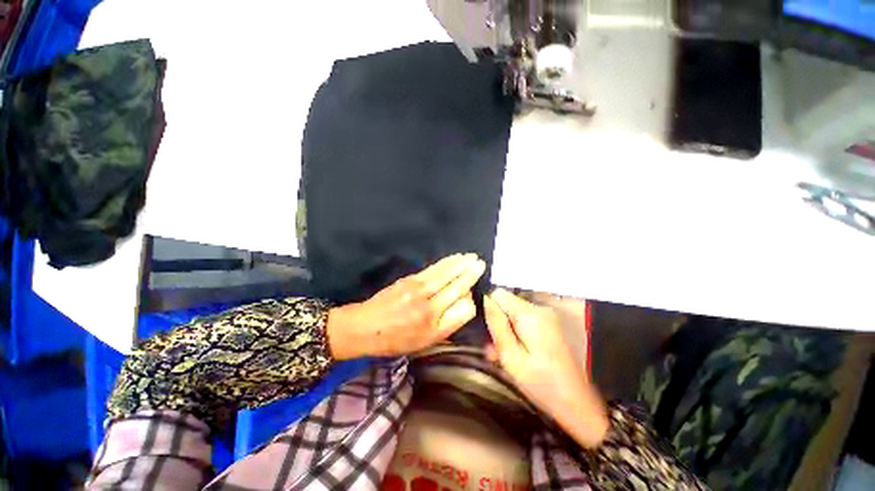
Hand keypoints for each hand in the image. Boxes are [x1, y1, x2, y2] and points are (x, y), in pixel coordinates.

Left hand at [327, 254, 485, 358]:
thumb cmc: (397, 339)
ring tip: (470, 257)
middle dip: (469, 272)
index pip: (461, 305)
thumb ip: (449, 323)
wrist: (365, 326)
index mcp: (433, 321)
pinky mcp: (409, 279)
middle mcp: (428, 302)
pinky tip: (452, 259)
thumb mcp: (425, 341)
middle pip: (454, 284)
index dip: (470, 295)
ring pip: (444, 273)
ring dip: (459, 264)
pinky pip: (433, 269)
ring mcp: (417, 288)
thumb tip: (466, 302)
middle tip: (481, 262)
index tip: (476, 288)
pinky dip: (445, 262)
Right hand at [484, 288, 608, 447]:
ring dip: (507, 329)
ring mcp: (549, 316)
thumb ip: (496, 324)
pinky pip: (527, 320)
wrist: (578, 403)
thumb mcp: (510, 356)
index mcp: (530, 313)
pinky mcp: (552, 324)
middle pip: (509, 303)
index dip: (488, 306)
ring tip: (503, 354)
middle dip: (498, 321)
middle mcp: (541, 308)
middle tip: (493, 347)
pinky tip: (517, 352)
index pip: (499, 293)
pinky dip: (519, 332)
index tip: (486, 327)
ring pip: (516, 313)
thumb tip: (486, 298)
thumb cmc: (541, 382)